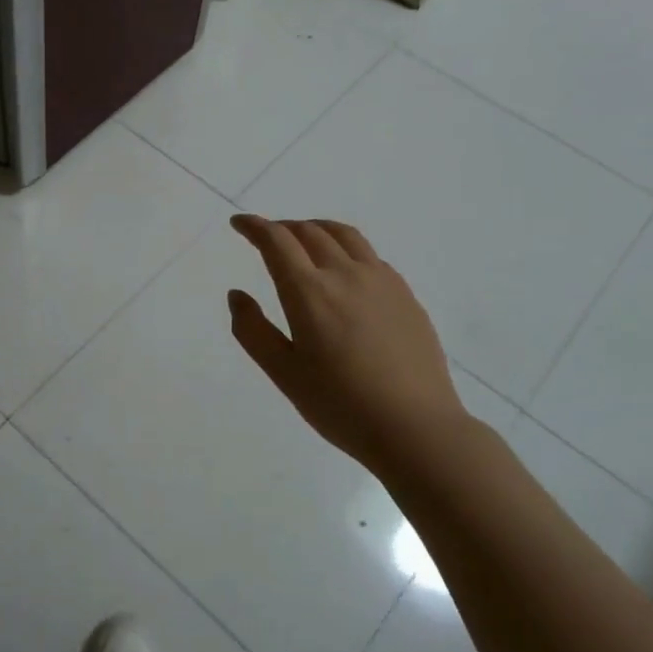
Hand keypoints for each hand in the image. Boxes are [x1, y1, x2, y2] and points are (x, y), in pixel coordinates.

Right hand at [227, 214, 471, 472]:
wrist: (415, 427)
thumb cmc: (340, 405)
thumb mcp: (283, 373)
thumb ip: (253, 330)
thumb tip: (237, 294)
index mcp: (309, 292)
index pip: (277, 241)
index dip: (254, 227)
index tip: (239, 223)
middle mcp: (345, 274)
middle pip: (309, 232)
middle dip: (282, 228)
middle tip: (266, 236)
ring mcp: (381, 281)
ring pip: (344, 235)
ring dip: (316, 229)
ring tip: (303, 238)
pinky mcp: (405, 294)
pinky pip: (369, 255)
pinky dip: (345, 248)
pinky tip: (343, 270)